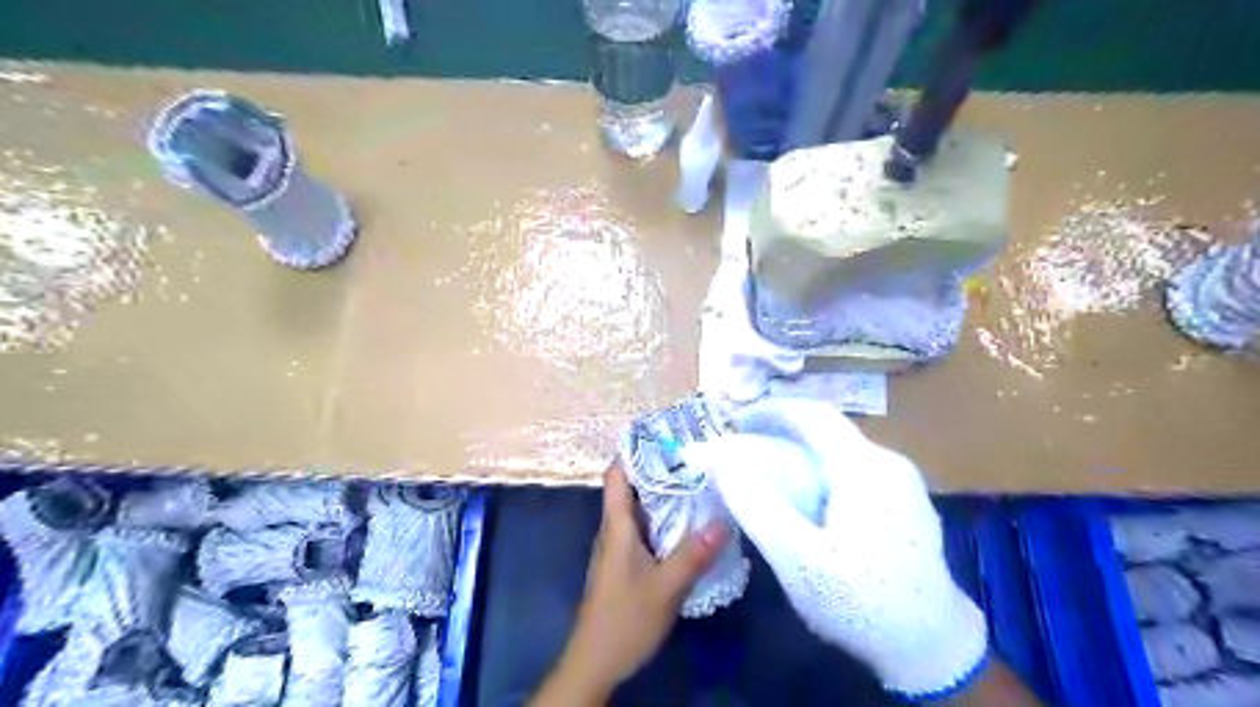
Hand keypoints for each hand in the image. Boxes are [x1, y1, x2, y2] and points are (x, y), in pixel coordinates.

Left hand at [529, 465, 729, 706]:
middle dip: (658, 469)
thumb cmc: (625, 619)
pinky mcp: (626, 564)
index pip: (617, 475)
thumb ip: (693, 554)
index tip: (664, 435)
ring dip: (664, 495)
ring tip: (697, 481)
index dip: (634, 450)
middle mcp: (615, 530)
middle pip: (632, 487)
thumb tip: (723, 520)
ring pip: (640, 510)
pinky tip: (688, 524)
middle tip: (693, 455)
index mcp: (617, 526)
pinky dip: (664, 520)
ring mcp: (619, 548)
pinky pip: (645, 530)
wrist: (596, 661)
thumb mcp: (665, 587)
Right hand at [685, 400, 988, 699]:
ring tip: (769, 478)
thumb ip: (755, 504)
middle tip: (745, 453)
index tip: (736, 420)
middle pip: (827, 432)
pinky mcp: (905, 504)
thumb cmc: (860, 601)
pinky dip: (821, 473)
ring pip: (840, 452)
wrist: (933, 649)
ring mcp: (902, 483)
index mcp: (865, 467)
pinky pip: (854, 472)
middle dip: (782, 435)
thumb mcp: (797, 558)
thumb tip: (720, 459)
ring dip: (801, 455)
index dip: (771, 410)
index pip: (814, 414)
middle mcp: (888, 463)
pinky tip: (807, 503)